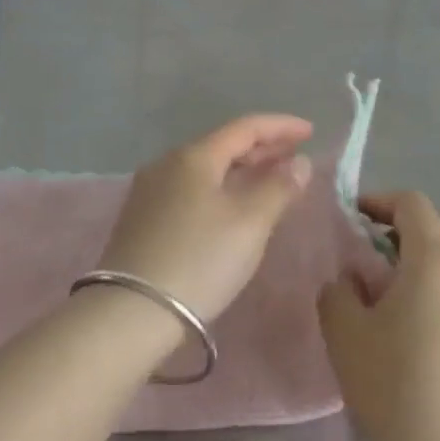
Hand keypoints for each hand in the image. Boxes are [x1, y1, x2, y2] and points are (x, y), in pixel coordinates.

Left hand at [97, 114, 313, 321]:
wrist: (129, 313)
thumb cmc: (199, 261)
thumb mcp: (249, 225)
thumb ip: (279, 188)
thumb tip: (300, 162)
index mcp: (194, 155)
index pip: (245, 127)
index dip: (281, 127)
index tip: (310, 132)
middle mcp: (169, 163)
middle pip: (224, 145)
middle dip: (263, 148)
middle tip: (296, 156)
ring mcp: (151, 190)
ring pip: (207, 168)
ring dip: (242, 169)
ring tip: (270, 179)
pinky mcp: (143, 218)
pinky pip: (192, 188)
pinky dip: (221, 188)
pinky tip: (233, 206)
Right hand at [318, 192, 439, 440]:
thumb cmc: (398, 392)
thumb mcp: (345, 334)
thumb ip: (338, 290)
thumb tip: (352, 279)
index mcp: (437, 257)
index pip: (412, 202)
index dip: (380, 202)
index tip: (356, 219)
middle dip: (408, 227)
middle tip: (376, 255)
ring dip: (433, 259)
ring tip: (405, 297)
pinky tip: (434, 335)